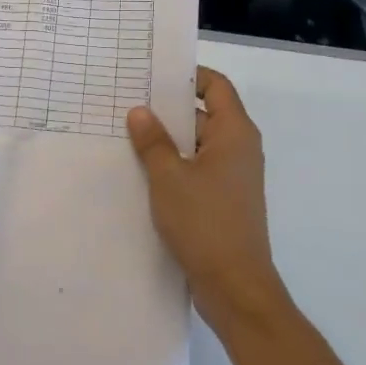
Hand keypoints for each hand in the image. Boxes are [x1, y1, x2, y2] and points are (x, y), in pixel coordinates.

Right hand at [127, 66, 286, 337]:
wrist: (236, 289)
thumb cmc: (206, 223)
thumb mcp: (169, 177)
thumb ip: (153, 141)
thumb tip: (139, 111)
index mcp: (234, 133)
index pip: (216, 86)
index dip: (188, 76)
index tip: (154, 75)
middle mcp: (238, 149)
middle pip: (204, 114)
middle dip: (168, 110)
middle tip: (128, 103)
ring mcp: (232, 177)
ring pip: (197, 145)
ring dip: (167, 141)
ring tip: (127, 136)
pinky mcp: (223, 201)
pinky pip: (197, 170)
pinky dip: (174, 166)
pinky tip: (141, 173)